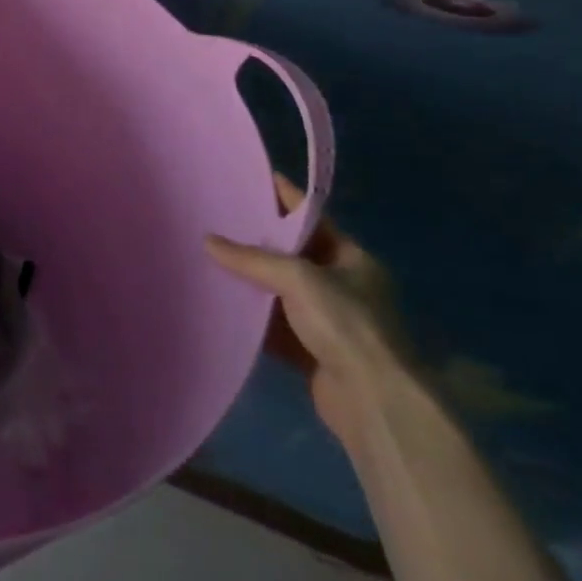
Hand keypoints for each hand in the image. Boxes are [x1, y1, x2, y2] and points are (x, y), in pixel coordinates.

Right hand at [206, 175, 414, 449]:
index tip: (253, 179)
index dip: (285, 198)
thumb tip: (209, 241)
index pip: (314, 218)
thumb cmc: (345, 325)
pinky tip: (223, 305)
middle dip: (259, 241)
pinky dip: (253, 318)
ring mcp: (329, 321)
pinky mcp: (313, 351)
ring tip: (210, 258)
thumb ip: (252, 259)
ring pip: (281, 292)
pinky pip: (276, 326)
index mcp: (353, 259)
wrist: (372, 400)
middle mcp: (343, 286)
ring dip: (252, 281)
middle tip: (219, 219)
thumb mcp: (298, 279)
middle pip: (294, 255)